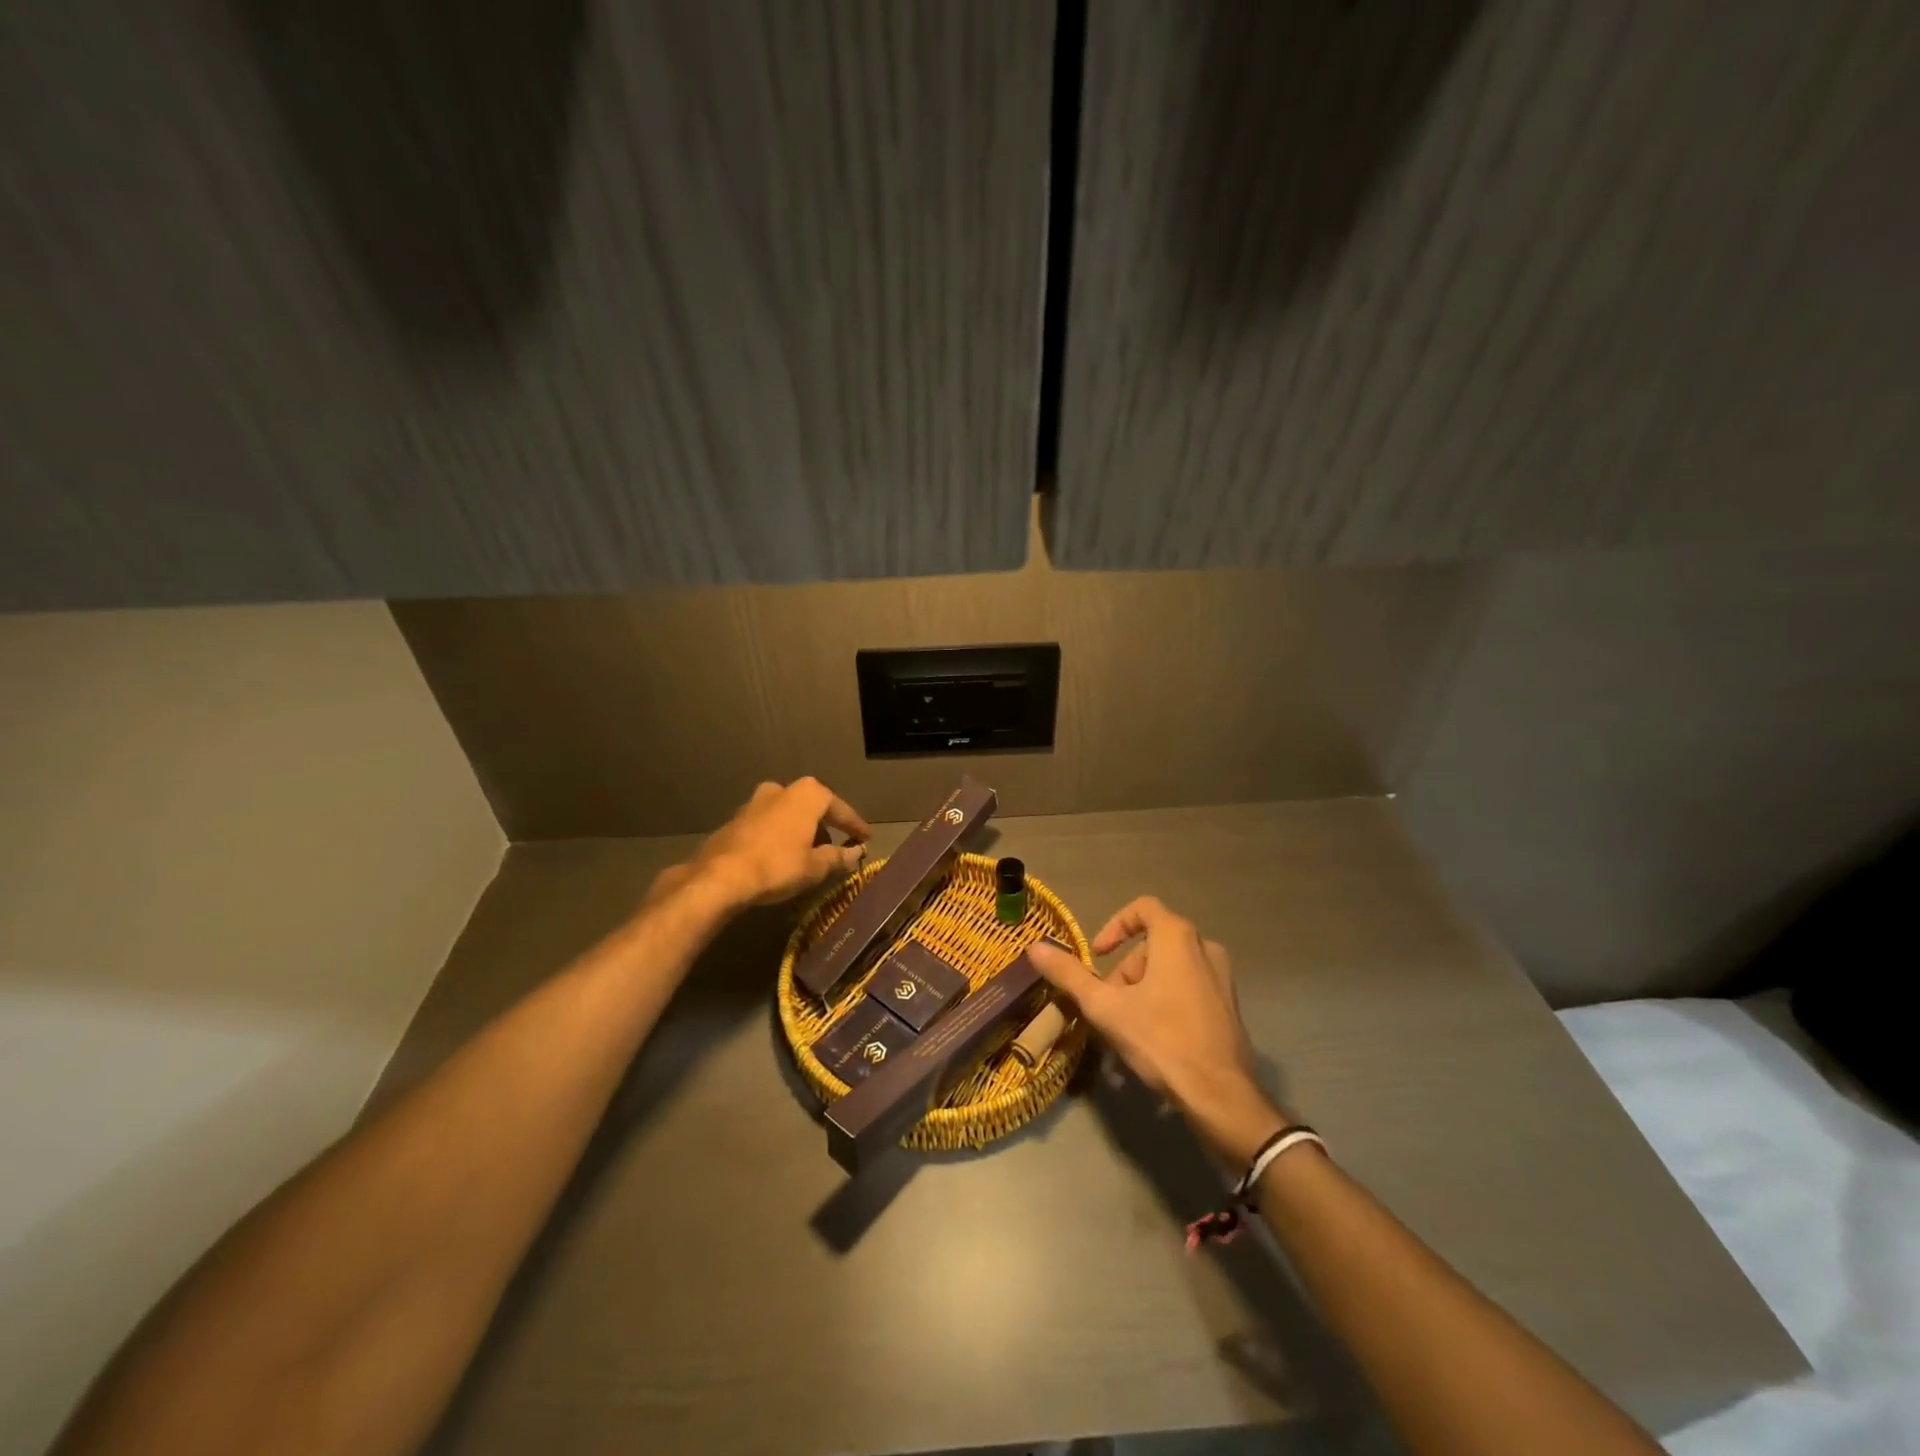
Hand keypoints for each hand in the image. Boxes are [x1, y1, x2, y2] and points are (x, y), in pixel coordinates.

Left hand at [676, 777, 869, 907]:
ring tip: (808, 853)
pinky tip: (781, 855)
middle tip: (836, 847)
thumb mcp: (815, 866)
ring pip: (789, 814)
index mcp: (808, 794)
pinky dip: (781, 835)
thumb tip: (857, 853)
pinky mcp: (737, 818)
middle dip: (826, 826)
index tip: (866, 838)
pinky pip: (769, 824)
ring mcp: (756, 801)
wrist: (720, 876)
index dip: (855, 826)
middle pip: (813, 807)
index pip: (840, 809)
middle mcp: (782, 789)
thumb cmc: (777, 866)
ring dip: (801, 830)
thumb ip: (839, 857)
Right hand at [1029, 897, 1287, 1162]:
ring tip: (1129, 1022)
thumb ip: (1070, 974)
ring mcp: (1222, 976)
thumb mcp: (1105, 1007)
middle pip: (1153, 943)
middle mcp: (1205, 946)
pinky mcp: (1229, 1004)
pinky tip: (1155, 1036)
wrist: (1220, 1094)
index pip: (1142, 908)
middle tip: (1110, 1002)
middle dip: (1126, 969)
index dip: (1115, 926)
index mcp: (1177, 937)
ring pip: (1171, 967)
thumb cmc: (1160, 1039)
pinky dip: (1167, 998)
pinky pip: (1190, 986)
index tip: (1099, 955)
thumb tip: (1035, 948)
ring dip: (1144, 986)